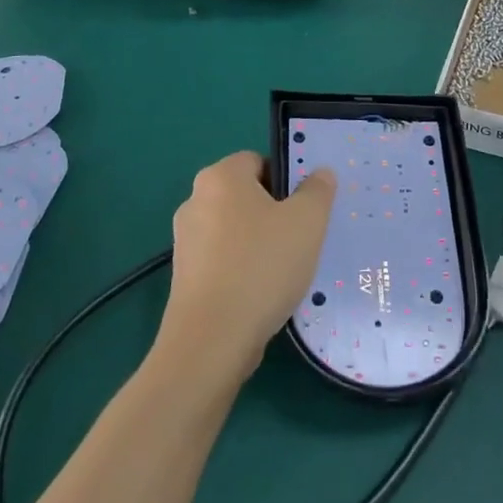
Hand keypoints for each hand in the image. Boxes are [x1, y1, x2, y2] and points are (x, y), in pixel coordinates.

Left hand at [158, 151, 335, 383]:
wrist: (211, 341)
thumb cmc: (262, 266)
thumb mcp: (307, 221)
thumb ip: (318, 190)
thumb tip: (319, 174)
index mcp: (221, 176)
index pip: (258, 161)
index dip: (285, 180)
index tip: (304, 209)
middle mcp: (195, 200)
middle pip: (246, 195)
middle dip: (273, 213)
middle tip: (300, 238)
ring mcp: (184, 241)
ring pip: (234, 230)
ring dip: (258, 244)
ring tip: (284, 271)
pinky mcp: (183, 277)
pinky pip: (222, 261)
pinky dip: (241, 270)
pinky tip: (261, 294)